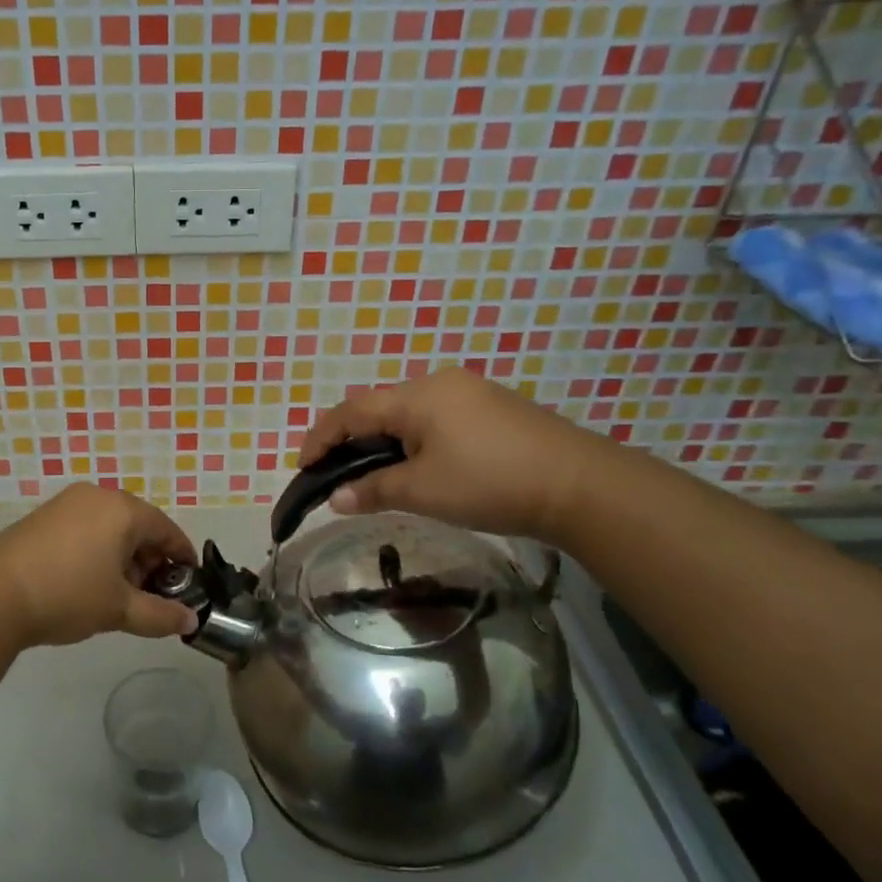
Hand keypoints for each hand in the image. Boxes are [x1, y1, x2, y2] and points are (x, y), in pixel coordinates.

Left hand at [0, 485, 199, 648]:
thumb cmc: (67, 595)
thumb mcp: (120, 609)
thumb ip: (161, 615)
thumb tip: (191, 622)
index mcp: (123, 510)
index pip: (166, 529)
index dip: (182, 556)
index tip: (189, 582)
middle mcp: (97, 496)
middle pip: (138, 525)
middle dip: (150, 560)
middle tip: (151, 594)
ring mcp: (67, 503)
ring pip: (110, 527)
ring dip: (123, 557)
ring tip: (118, 593)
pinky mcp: (43, 516)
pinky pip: (85, 528)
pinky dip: (97, 550)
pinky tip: (87, 581)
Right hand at [299, 368, 609, 541]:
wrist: (579, 485)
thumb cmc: (490, 483)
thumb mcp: (423, 491)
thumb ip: (372, 490)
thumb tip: (336, 498)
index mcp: (416, 396)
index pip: (351, 412)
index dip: (321, 438)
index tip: (302, 467)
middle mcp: (439, 383)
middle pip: (378, 407)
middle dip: (350, 439)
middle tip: (335, 473)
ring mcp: (470, 392)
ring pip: (407, 413)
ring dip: (382, 441)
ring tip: (372, 474)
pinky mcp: (493, 408)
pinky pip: (435, 418)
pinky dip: (413, 440)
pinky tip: (418, 466)